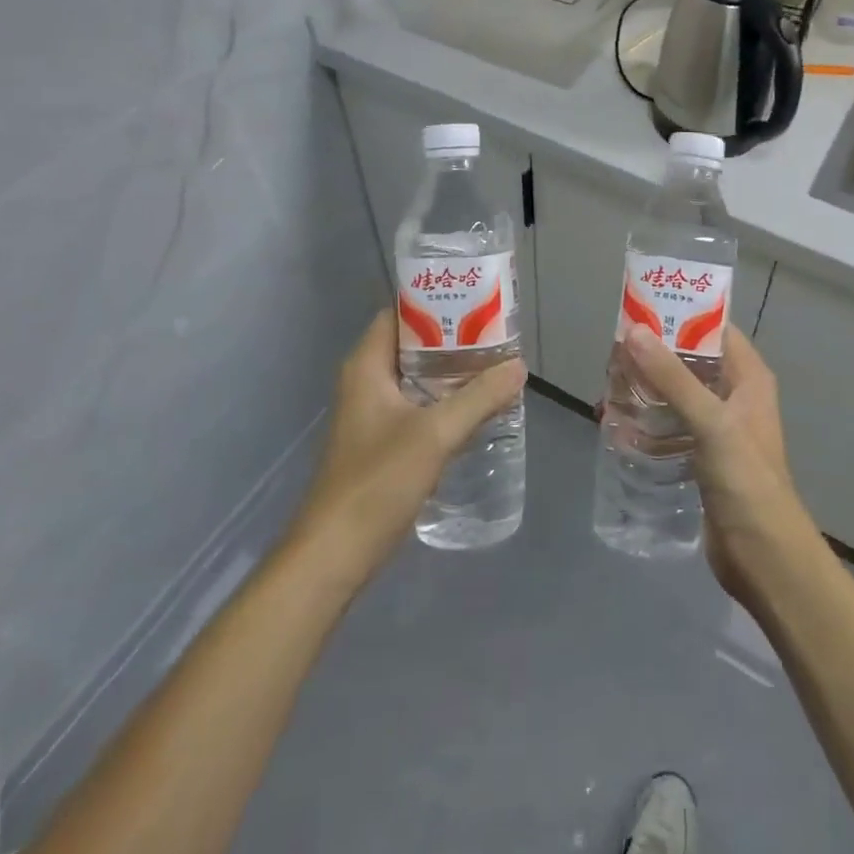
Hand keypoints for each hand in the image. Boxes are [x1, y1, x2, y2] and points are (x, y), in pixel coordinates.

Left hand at [291, 309, 525, 583]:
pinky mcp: (381, 442)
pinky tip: (477, 408)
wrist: (335, 553)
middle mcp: (366, 381)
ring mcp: (372, 414)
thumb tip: (518, 366)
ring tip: (495, 365)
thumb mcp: (435, 434)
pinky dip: (445, 400)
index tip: (475, 299)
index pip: (399, 313)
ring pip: (417, 378)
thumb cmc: (377, 481)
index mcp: (367, 366)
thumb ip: (480, 397)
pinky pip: (418, 406)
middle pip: (412, 344)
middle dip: (453, 338)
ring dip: (452, 371)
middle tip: (496, 333)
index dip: (434, 301)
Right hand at [619, 322, 815, 601]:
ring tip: (608, 388)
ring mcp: (718, 429)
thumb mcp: (710, 421)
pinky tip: (617, 427)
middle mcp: (735, 396)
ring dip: (646, 391)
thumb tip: (634, 331)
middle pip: (689, 362)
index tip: (639, 311)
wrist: (763, 556)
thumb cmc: (745, 479)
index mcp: (748, 377)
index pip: (714, 330)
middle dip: (653, 357)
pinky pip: (671, 428)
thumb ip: (672, 376)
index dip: (680, 316)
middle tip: (612, 355)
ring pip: (677, 396)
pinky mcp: (702, 458)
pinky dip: (647, 424)